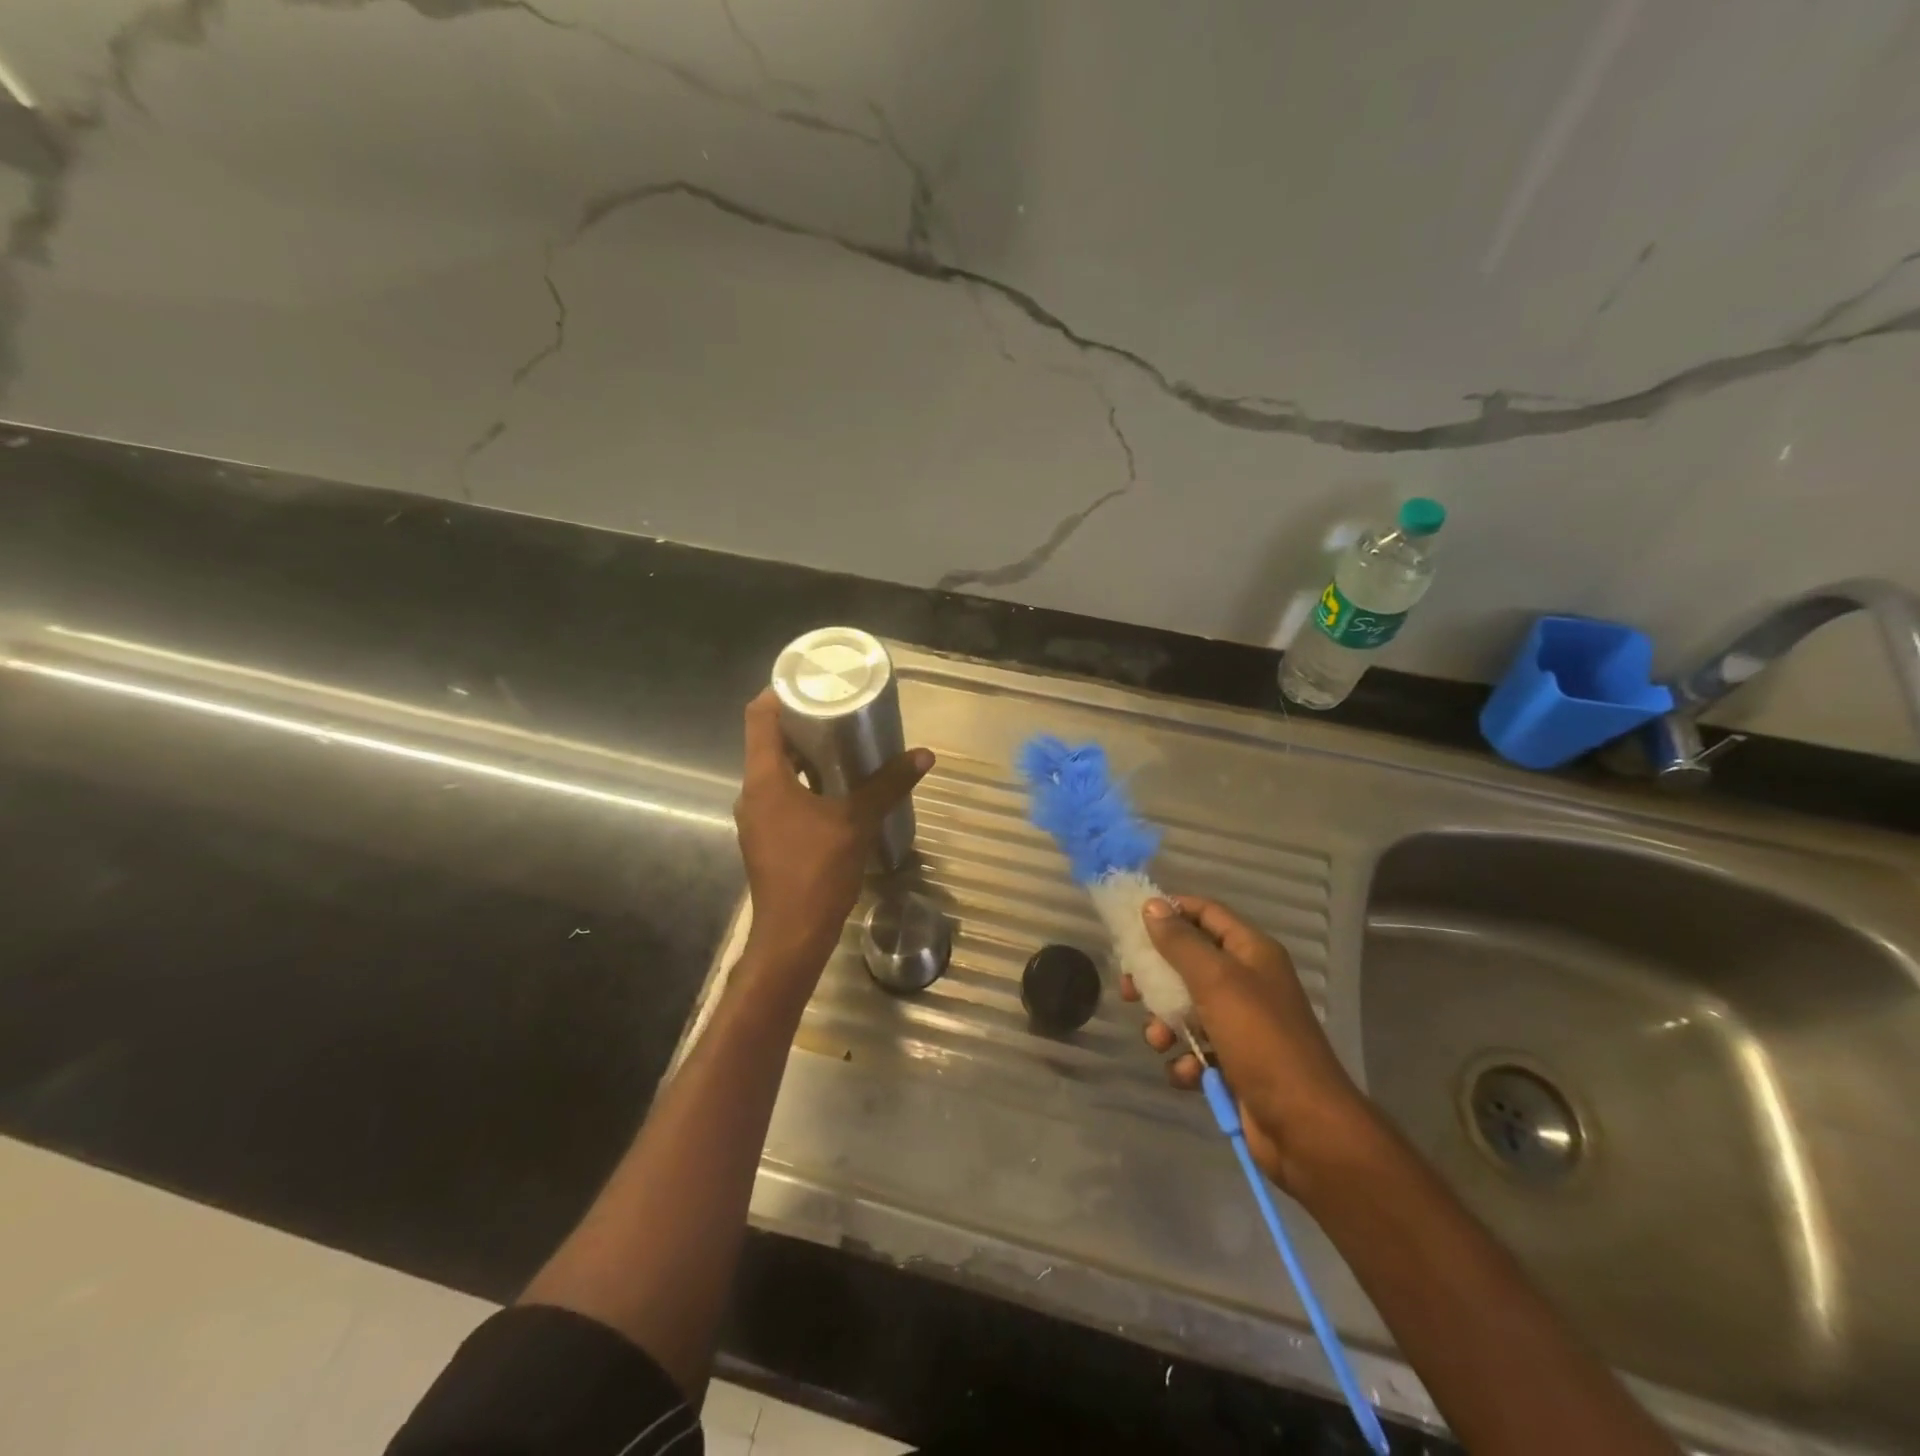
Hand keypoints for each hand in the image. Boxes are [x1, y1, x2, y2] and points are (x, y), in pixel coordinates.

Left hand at [734, 690, 932, 972]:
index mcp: (764, 779)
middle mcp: (752, 792)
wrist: (792, 935)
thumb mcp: (857, 822)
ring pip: (776, 771)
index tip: (811, 681)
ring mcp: (757, 818)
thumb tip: (924, 755)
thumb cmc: (818, 871)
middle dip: (802, 723)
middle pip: (769, 742)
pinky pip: (782, 796)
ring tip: (843, 745)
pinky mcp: (767, 838)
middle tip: (838, 710)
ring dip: (805, 756)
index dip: (780, 692)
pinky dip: (805, 783)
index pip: (759, 716)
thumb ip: (888, 785)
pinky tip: (836, 790)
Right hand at [1123, 894, 1378, 1193]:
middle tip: (1128, 990)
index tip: (1132, 923)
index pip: (1206, 913)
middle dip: (1156, 976)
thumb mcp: (1216, 981)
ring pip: (1186, 1009)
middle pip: (1188, 962)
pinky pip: (1196, 1050)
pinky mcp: (1234, 1062)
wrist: (1305, 1127)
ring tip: (1159, 1041)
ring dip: (1164, 1024)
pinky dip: (1185, 1060)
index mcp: (1251, 952)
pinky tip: (1187, 1074)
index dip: (1170, 911)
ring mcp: (1241, 1024)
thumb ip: (1181, 943)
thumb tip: (1152, 906)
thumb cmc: (1260, 1040)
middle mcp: (1247, 982)